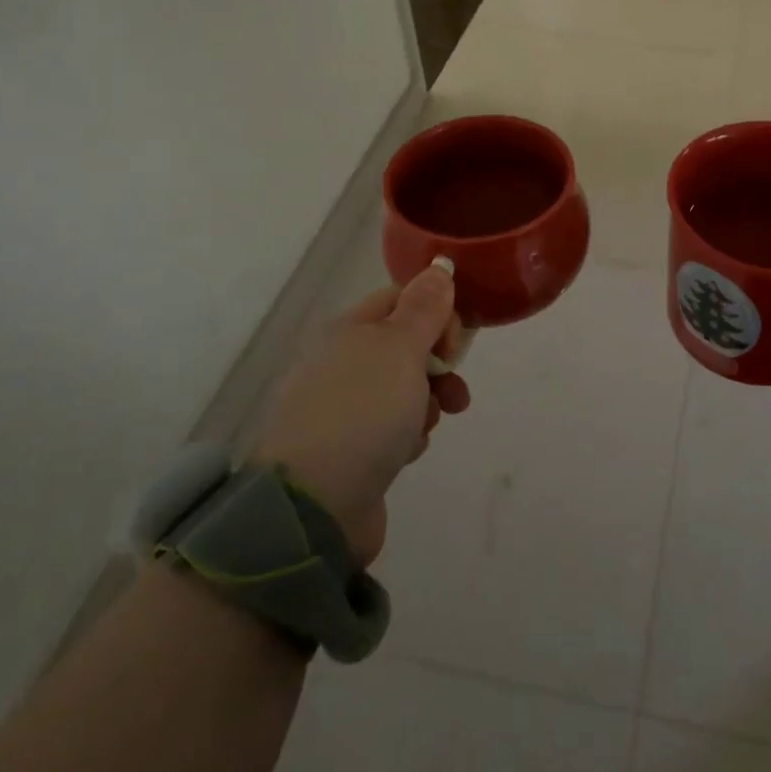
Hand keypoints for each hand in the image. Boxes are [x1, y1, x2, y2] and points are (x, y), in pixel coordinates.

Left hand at [249, 265, 469, 563]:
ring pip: (404, 390)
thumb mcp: (400, 349)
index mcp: (348, 330)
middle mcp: (341, 363)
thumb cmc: (363, 413)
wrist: (315, 505)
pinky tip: (405, 452)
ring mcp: (342, 408)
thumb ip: (424, 308)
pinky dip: (407, 436)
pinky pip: (392, 428)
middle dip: (439, 366)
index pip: (402, 300)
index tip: (456, 344)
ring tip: (427, 426)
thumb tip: (439, 266)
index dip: (437, 314)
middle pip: (407, 347)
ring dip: (427, 404)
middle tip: (453, 388)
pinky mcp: (349, 449)